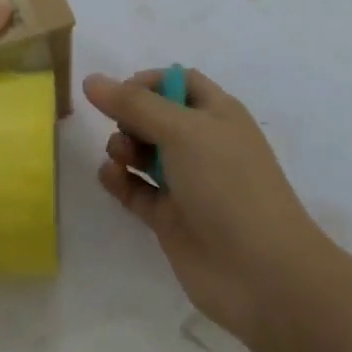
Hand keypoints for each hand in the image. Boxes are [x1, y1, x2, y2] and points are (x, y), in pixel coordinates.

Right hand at [84, 67, 329, 343]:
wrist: (259, 271)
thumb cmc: (227, 184)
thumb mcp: (182, 131)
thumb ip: (133, 104)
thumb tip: (92, 80)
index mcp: (218, 115)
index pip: (179, 83)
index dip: (148, 82)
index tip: (119, 93)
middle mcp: (203, 145)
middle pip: (156, 117)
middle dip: (130, 117)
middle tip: (122, 129)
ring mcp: (188, 184)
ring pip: (144, 154)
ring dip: (123, 148)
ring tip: (120, 157)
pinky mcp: (171, 219)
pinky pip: (137, 191)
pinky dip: (120, 181)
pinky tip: (110, 176)